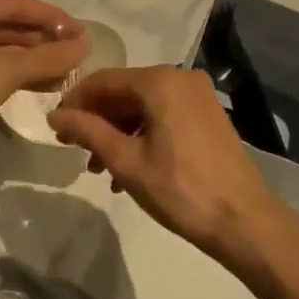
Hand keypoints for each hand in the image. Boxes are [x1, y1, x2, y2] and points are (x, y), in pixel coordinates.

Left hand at [0, 0, 85, 160]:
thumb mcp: (2, 72)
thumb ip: (47, 57)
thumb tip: (84, 45)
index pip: (17, 3)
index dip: (53, 17)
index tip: (84, 34)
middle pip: (9, 24)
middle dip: (44, 40)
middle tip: (79, 56)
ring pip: (2, 48)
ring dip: (34, 59)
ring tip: (68, 73)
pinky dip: (17, 74)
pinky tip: (43, 86)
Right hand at [48, 66, 298, 270]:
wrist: (244, 220)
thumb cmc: (180, 190)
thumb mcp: (126, 161)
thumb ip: (88, 131)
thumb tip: (55, 115)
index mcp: (159, 81)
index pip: (103, 80)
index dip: (75, 102)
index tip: (55, 128)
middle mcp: (179, 77)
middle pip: (124, 91)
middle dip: (97, 120)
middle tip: (75, 151)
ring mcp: (197, 95)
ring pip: (143, 105)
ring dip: (118, 131)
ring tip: (99, 168)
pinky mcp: (207, 114)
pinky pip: (163, 114)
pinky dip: (142, 134)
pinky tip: (129, 167)